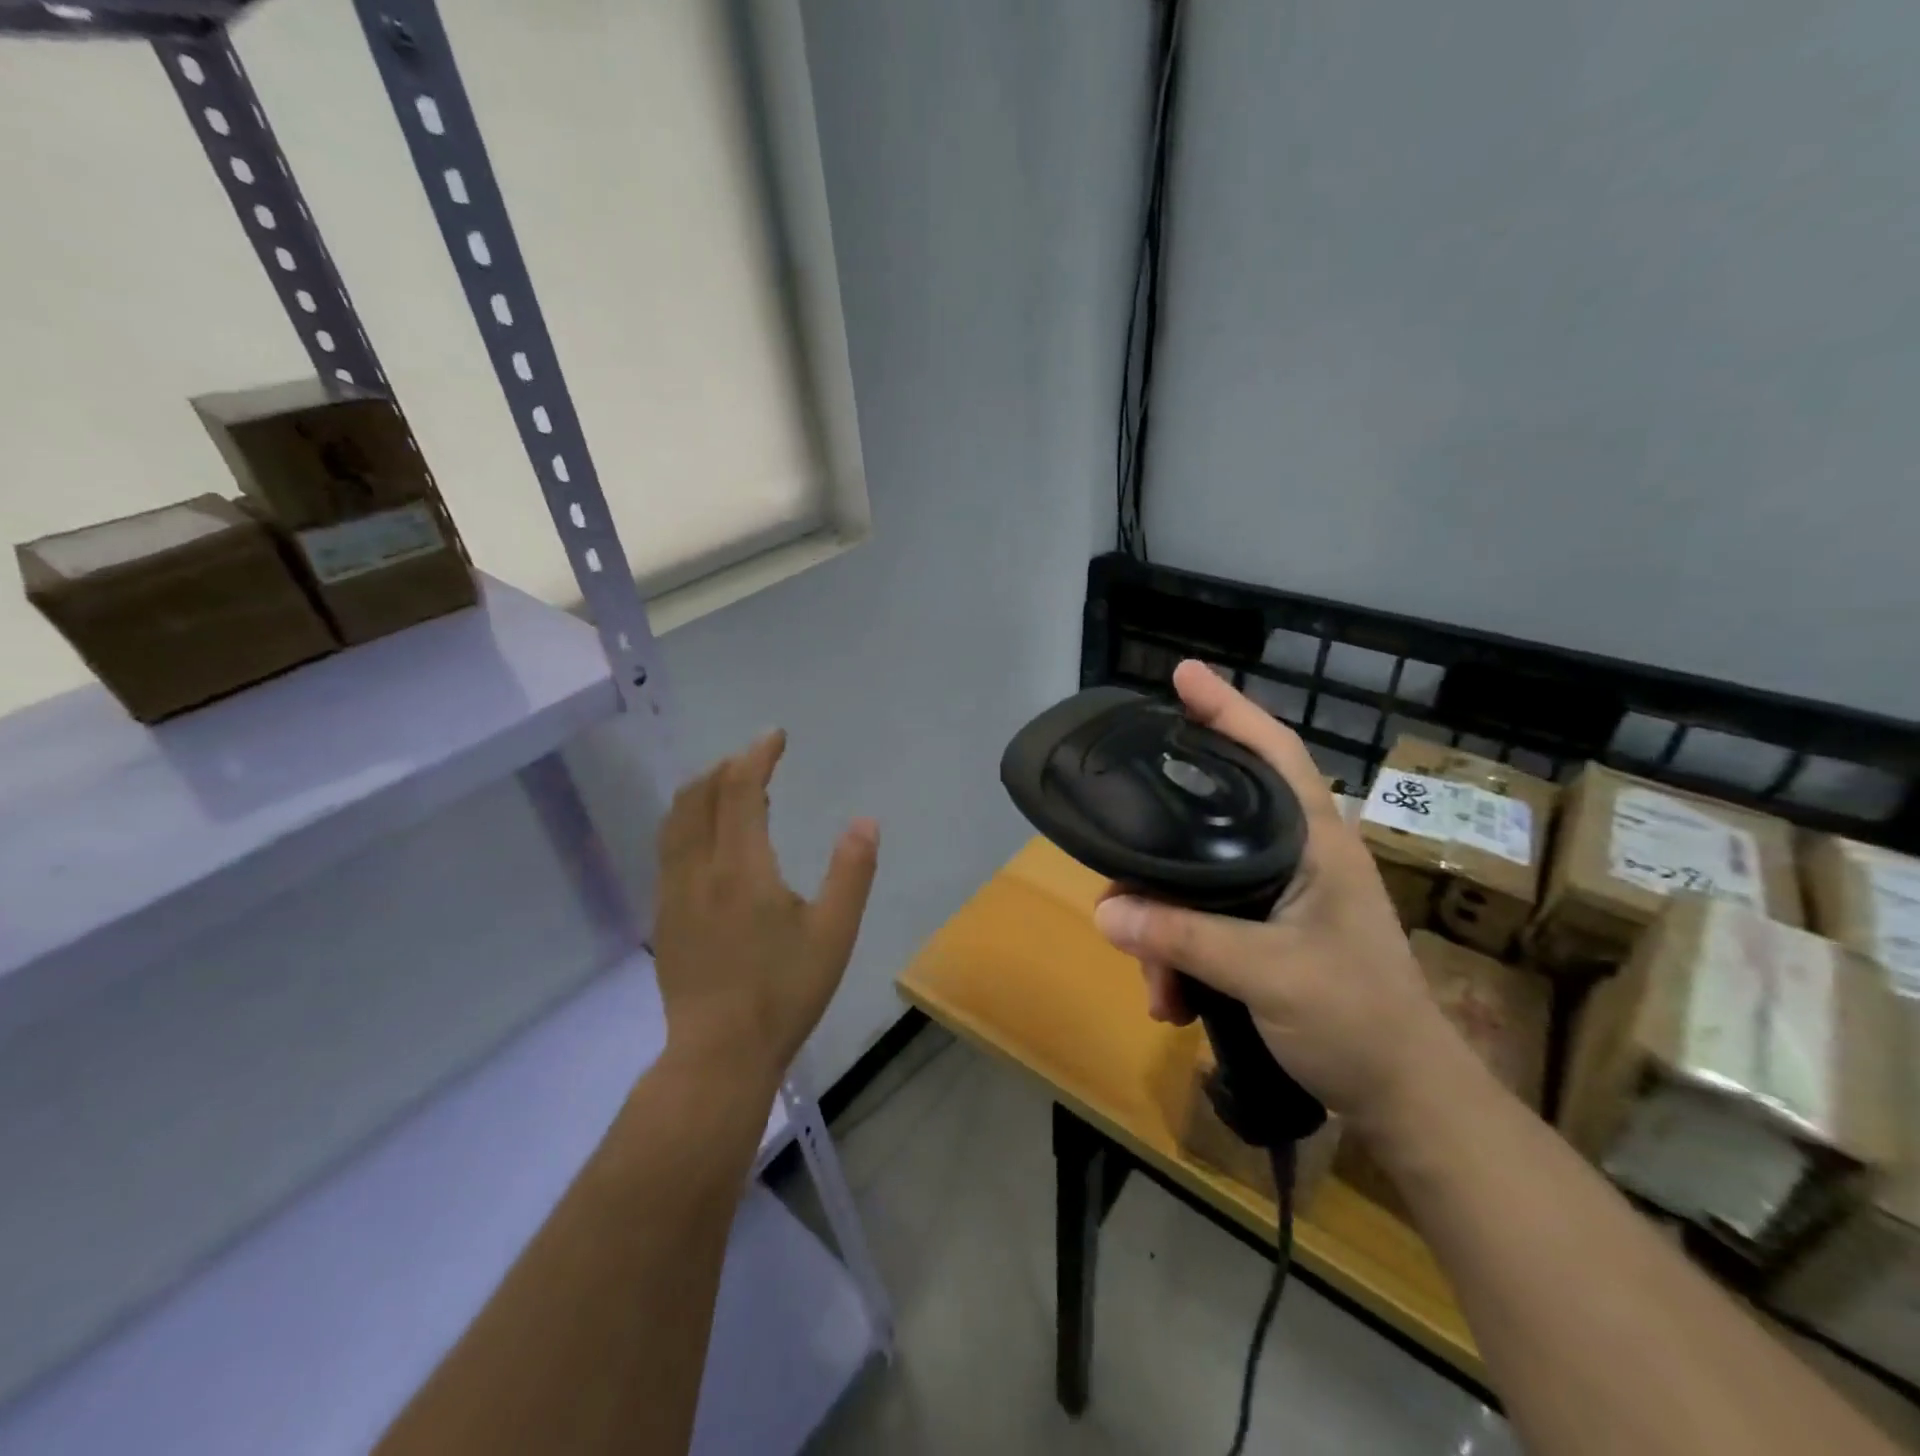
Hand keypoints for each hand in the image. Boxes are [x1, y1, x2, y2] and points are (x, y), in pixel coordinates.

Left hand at [652, 730, 878, 1096]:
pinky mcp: (664, 915)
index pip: (741, 790)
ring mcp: (674, 892)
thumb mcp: (834, 933)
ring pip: (676, 820)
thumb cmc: (784, 992)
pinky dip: (687, 820)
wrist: (718, 1053)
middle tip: (756, 757)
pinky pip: (669, 847)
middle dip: (727, 766)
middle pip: (700, 796)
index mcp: (742, 867)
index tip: (775, 736)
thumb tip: (865, 821)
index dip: (757, 756)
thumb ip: (851, 872)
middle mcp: (699, 868)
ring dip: (702, 789)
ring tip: (727, 784)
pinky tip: (705, 836)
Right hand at [1092, 661, 1456, 1130]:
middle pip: (1212, 820)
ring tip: (1157, 983)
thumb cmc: (1357, 1021)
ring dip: (1164, 929)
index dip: (1228, 708)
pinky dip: (1179, 954)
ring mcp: (1281, 896)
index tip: (1182, 675)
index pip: (1273, 752)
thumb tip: (1104, 910)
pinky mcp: (1267, 933)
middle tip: (1120, 874)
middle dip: (1161, 856)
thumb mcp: (1267, 974)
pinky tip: (1172, 998)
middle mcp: (1295, 856)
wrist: (1406, 1101)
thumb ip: (1184, 937)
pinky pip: (1203, 921)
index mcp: (1314, 841)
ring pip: (1197, 881)